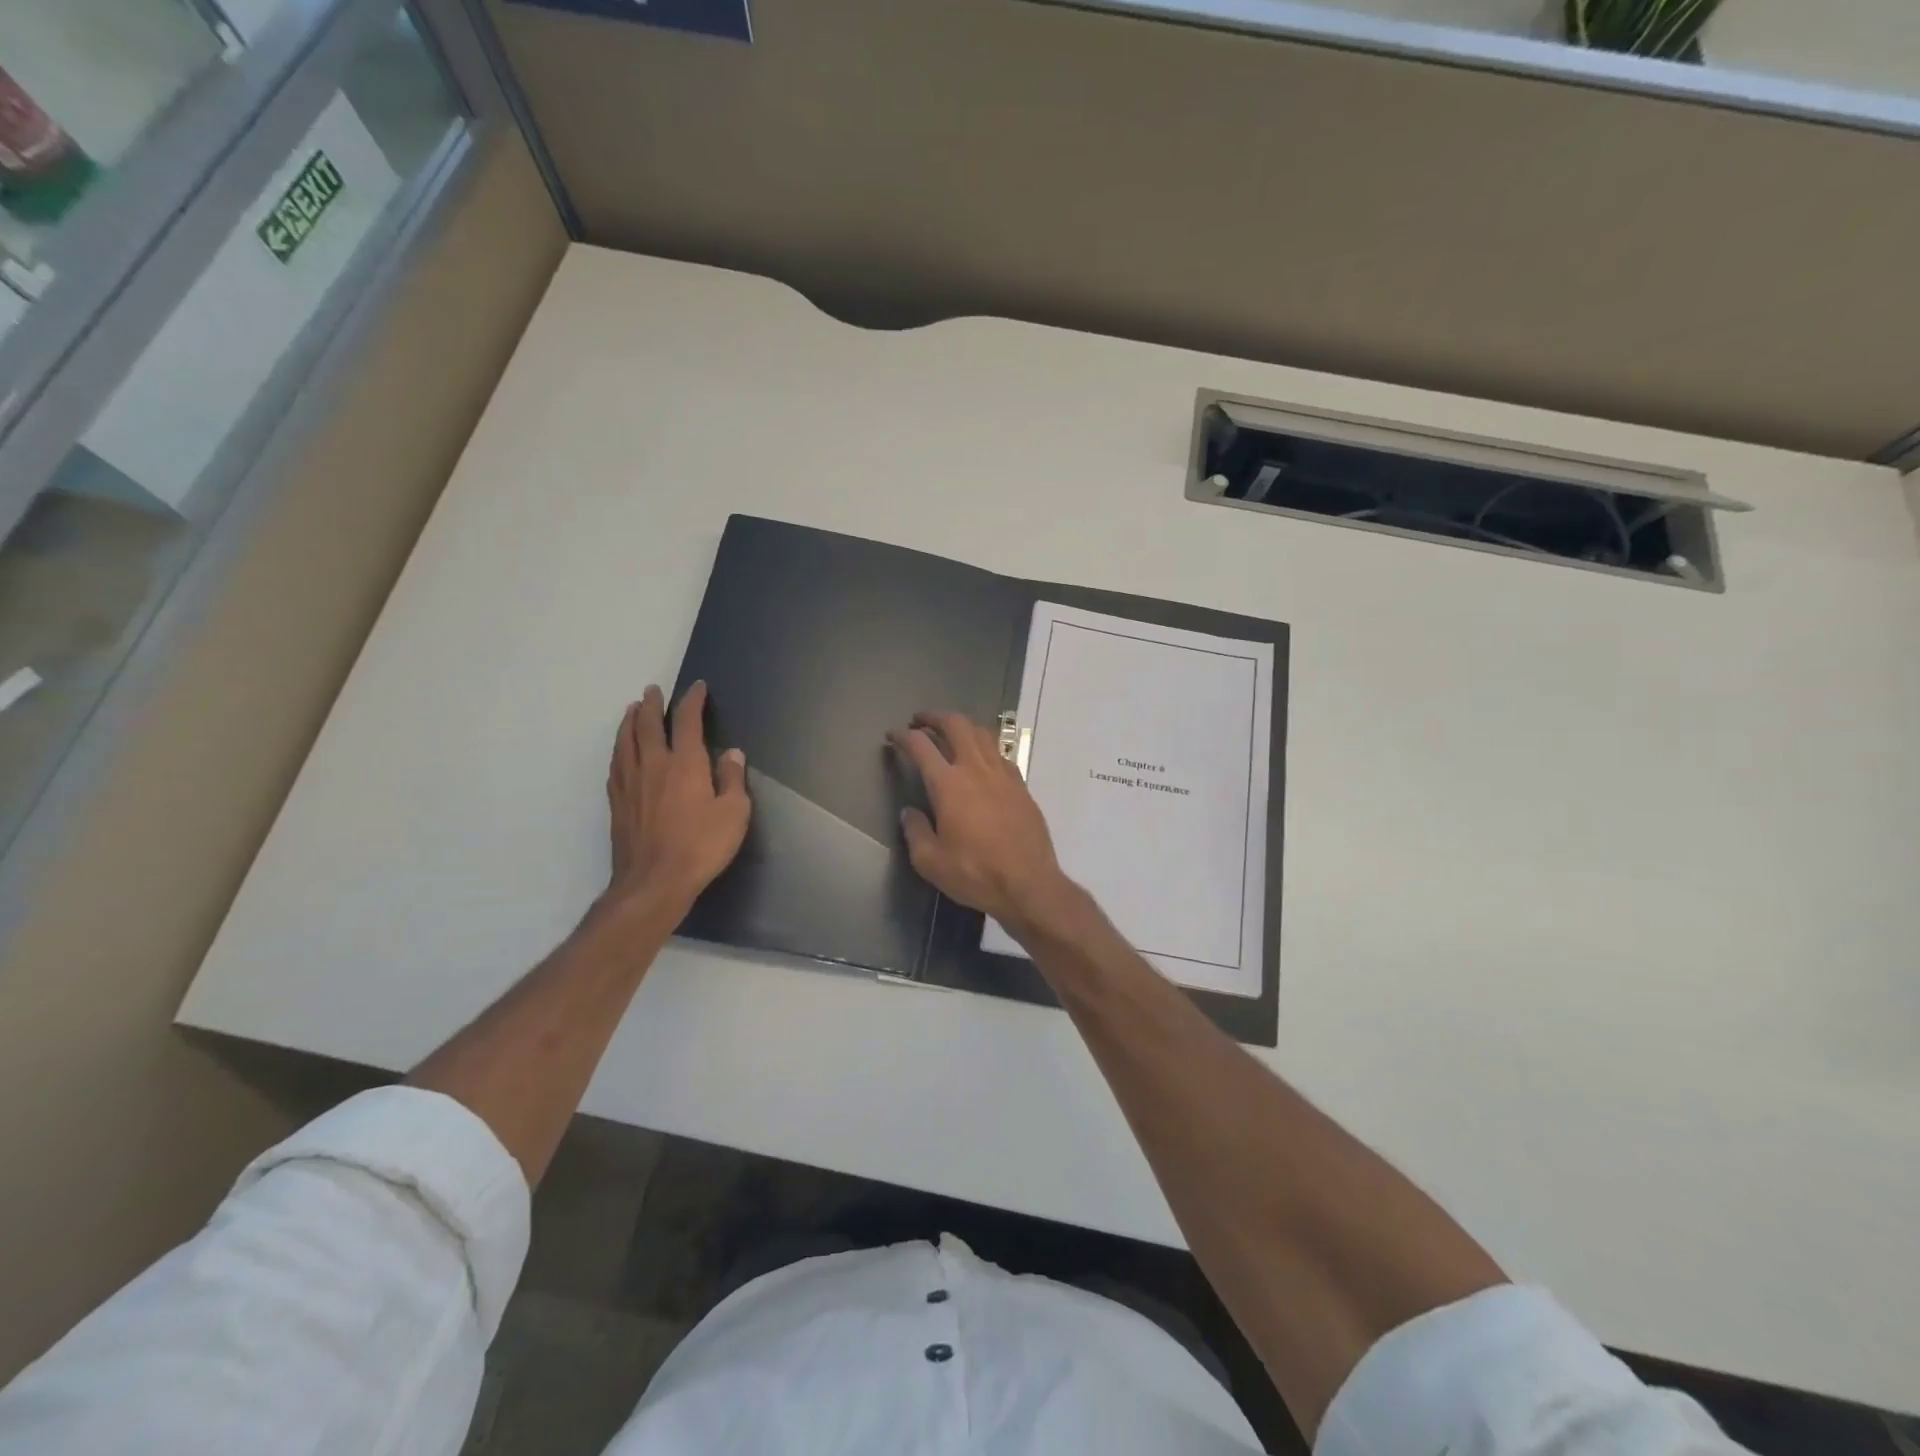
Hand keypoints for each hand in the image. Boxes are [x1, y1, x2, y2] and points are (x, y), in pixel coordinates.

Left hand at [605, 682, 749, 917]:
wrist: (654, 882)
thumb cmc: (701, 846)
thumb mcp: (734, 813)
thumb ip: (732, 779)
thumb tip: (732, 753)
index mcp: (685, 764)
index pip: (687, 721)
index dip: (692, 701)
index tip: (697, 688)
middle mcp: (653, 765)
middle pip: (647, 725)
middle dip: (651, 704)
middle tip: (652, 691)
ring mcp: (630, 783)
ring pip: (625, 742)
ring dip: (629, 722)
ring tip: (631, 710)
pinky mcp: (617, 803)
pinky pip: (615, 765)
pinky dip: (619, 749)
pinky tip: (620, 751)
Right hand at [887, 710, 1076, 936]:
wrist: (1029, 884)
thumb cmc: (975, 873)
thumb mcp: (930, 861)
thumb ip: (915, 832)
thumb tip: (910, 812)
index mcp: (949, 784)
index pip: (921, 746)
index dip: (903, 736)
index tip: (893, 735)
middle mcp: (976, 769)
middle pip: (956, 725)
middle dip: (934, 717)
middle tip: (920, 721)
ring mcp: (1003, 774)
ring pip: (982, 733)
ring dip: (962, 726)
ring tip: (949, 733)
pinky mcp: (1021, 785)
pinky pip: (999, 753)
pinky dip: (983, 747)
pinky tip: (980, 761)